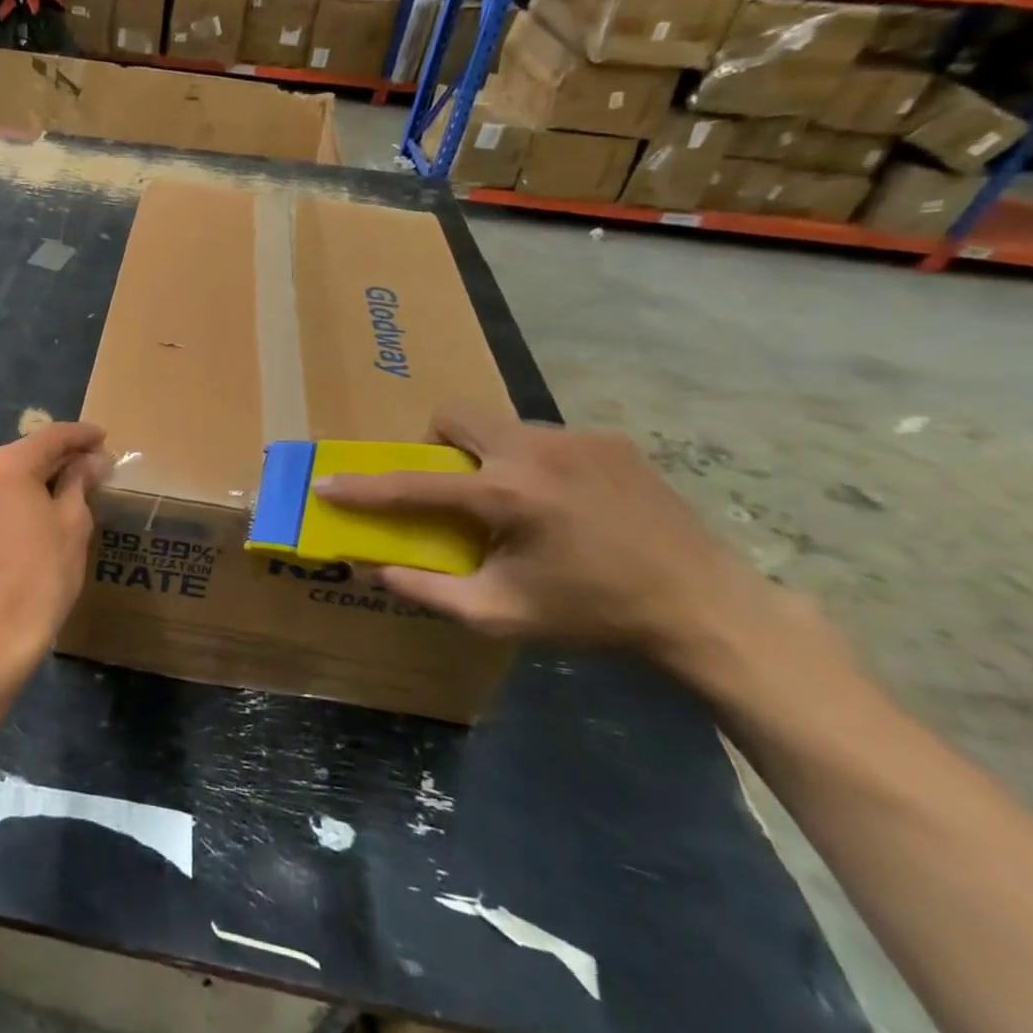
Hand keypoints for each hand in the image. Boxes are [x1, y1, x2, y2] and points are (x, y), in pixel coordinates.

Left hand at [0, 422, 110, 676]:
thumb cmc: (42, 572)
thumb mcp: (72, 522)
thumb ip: (80, 482)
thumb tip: (94, 460)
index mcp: (5, 464)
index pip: (50, 437)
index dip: (81, 435)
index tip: (105, 437)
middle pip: (26, 453)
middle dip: (61, 457)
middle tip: (95, 463)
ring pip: (9, 476)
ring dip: (40, 478)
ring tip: (75, 486)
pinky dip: (21, 496)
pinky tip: (44, 507)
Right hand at [315, 402, 788, 673]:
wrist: (705, 607)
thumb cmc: (593, 615)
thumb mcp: (501, 614)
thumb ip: (428, 590)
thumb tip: (374, 570)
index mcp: (507, 496)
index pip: (413, 484)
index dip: (363, 487)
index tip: (327, 484)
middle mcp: (536, 451)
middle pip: (455, 416)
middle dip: (434, 445)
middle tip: (451, 487)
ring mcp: (578, 438)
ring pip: (502, 426)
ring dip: (488, 456)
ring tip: (515, 502)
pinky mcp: (611, 440)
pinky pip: (546, 438)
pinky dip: (533, 463)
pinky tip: (565, 503)